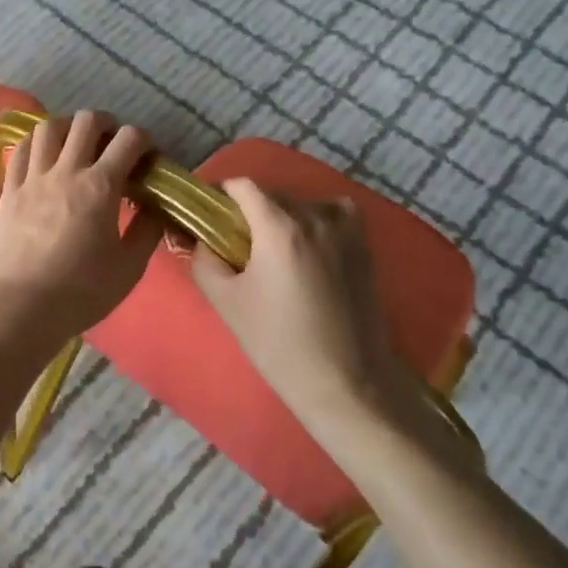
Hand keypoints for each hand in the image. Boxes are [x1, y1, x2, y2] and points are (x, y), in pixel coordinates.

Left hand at [0, 111, 162, 369]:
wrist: (23, 309)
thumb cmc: (82, 291)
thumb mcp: (130, 266)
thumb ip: (148, 229)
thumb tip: (157, 204)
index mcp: (101, 186)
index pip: (129, 139)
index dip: (143, 139)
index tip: (146, 156)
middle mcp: (67, 171)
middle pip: (87, 121)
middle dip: (106, 124)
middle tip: (112, 142)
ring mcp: (33, 178)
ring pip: (49, 127)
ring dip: (68, 127)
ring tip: (76, 142)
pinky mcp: (9, 190)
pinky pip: (20, 149)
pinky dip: (36, 142)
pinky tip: (43, 154)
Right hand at [190, 179, 406, 426]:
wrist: (344, 382)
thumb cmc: (278, 343)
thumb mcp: (226, 303)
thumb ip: (205, 261)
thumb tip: (202, 240)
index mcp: (278, 227)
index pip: (244, 186)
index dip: (222, 194)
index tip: (211, 214)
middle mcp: (314, 217)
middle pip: (273, 195)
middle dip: (251, 210)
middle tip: (237, 241)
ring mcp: (346, 230)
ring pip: (304, 204)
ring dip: (285, 215)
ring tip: (276, 248)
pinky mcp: (365, 248)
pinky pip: (337, 214)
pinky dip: (320, 218)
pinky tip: (312, 245)